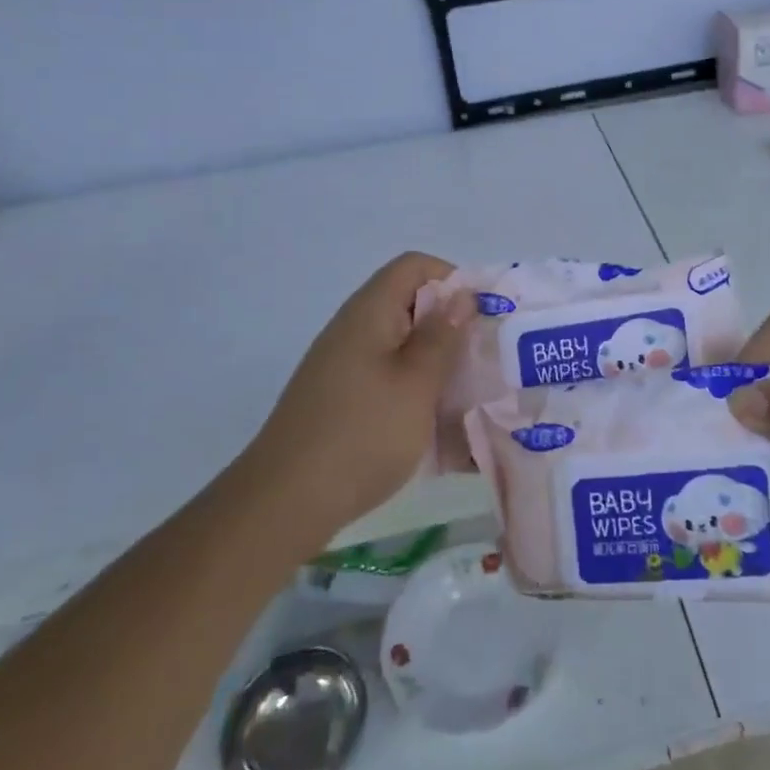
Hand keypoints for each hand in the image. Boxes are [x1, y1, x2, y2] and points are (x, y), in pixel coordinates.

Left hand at [248, 251, 473, 538]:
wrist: (284, 503)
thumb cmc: (362, 434)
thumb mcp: (417, 383)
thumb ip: (442, 336)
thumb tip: (461, 295)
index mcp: (370, 313)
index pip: (414, 266)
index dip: (452, 279)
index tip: (481, 316)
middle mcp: (354, 331)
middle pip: (410, 306)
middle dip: (452, 329)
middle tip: (485, 360)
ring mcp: (343, 368)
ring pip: (402, 348)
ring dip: (438, 366)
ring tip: (470, 397)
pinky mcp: (340, 402)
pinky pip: (388, 381)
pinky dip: (416, 394)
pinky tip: (439, 432)